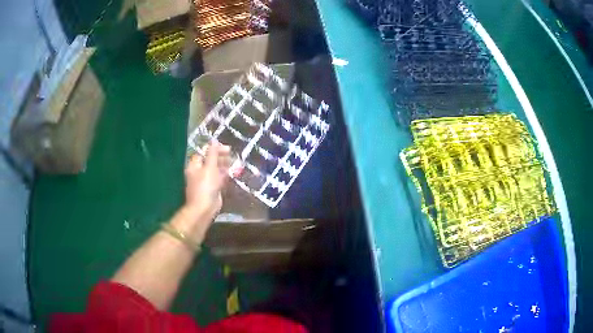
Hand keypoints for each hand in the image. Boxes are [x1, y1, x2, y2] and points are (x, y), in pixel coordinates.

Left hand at [183, 141, 231, 223]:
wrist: (205, 208)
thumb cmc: (205, 185)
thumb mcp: (210, 167)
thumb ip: (212, 153)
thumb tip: (214, 140)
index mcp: (195, 165)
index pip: (204, 152)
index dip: (215, 149)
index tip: (227, 149)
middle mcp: (199, 171)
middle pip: (210, 160)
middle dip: (221, 157)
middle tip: (232, 156)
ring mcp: (206, 180)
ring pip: (216, 169)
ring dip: (225, 166)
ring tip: (236, 164)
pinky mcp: (213, 188)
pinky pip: (219, 179)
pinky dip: (225, 175)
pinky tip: (234, 173)